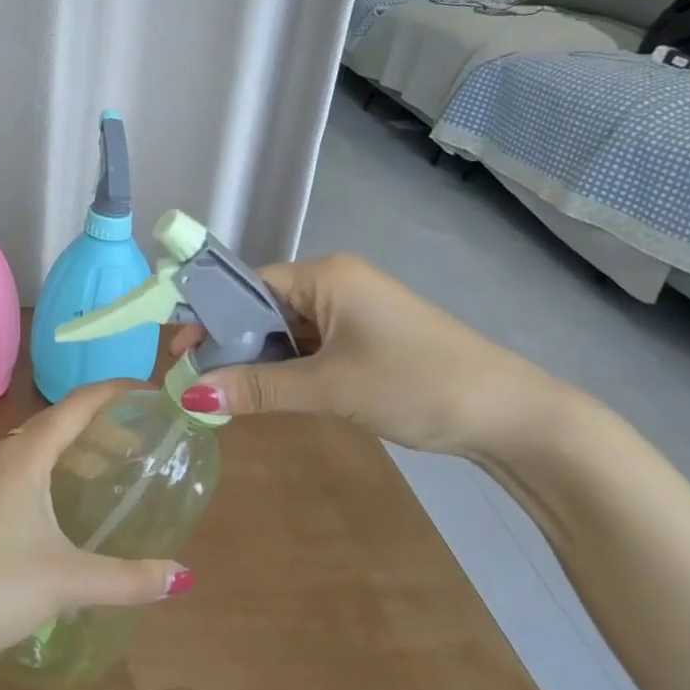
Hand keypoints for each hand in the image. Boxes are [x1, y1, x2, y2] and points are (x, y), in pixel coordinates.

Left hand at [0, 381, 191, 663]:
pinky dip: (52, 465)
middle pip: (57, 420)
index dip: (113, 391)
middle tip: (140, 435)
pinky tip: (65, 498)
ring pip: (36, 444)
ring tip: (111, 465)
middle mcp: (2, 455)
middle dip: (99, 420)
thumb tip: (183, 577)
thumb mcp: (68, 582)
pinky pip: (21, 465)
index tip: (148, 391)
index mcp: (25, 457)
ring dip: (74, 445)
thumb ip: (129, 578)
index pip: (76, 405)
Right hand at [173, 253, 573, 459]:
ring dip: (259, 360)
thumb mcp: (329, 387)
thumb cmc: (415, 383)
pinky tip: (270, 394)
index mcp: (325, 275)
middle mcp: (336, 283)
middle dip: (230, 344)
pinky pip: (311, 346)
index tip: (178, 355)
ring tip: (226, 394)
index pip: (247, 285)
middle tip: (197, 384)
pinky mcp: (367, 338)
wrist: (510, 414)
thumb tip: (189, 396)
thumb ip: (258, 388)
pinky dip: (288, 368)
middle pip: (263, 307)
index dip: (209, 318)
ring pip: (286, 330)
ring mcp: (354, 311)